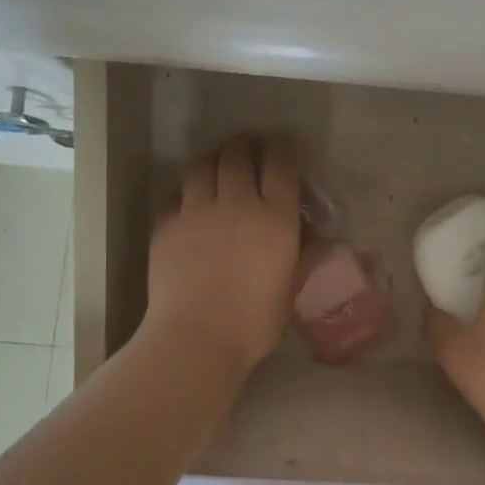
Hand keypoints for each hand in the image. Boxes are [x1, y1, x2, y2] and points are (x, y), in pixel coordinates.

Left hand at [141, 135, 301, 380]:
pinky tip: (190, 202)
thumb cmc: (253, 323)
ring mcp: (196, 210)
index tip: (285, 147)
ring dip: (214, 160)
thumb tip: (318, 240)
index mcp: (274, 218)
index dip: (284, 148)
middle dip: (247, 145)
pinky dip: (186, 191)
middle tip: (251, 150)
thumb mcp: (290, 289)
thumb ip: (303, 257)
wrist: (195, 340)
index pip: (280, 163)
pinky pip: (176, 194)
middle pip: (238, 153)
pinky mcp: (166, 224)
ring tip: (218, 168)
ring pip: (202, 165)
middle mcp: (236, 203)